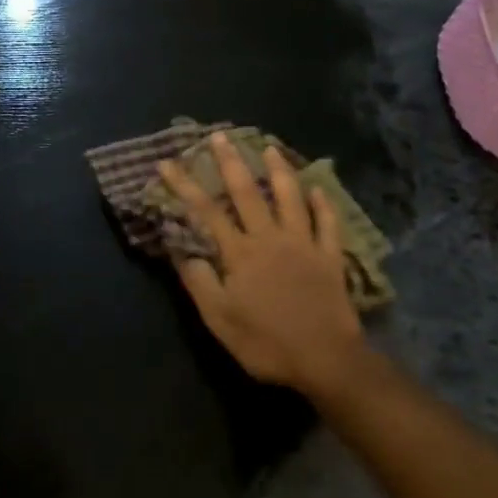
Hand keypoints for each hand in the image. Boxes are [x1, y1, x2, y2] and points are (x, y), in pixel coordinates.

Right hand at [158, 133, 362, 395]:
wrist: (326, 361)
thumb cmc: (266, 343)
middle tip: (220, 136)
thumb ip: (199, 283)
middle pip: (247, 193)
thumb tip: (183, 251)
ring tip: (269, 147)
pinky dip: (323, 204)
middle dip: (230, 162)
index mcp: (240, 253)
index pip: (206, 211)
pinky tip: (318, 188)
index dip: (185, 185)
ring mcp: (304, 245)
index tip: (167, 163)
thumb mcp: (219, 320)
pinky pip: (327, 224)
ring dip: (278, 170)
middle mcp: (270, 239)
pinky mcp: (330, 258)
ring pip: (290, 198)